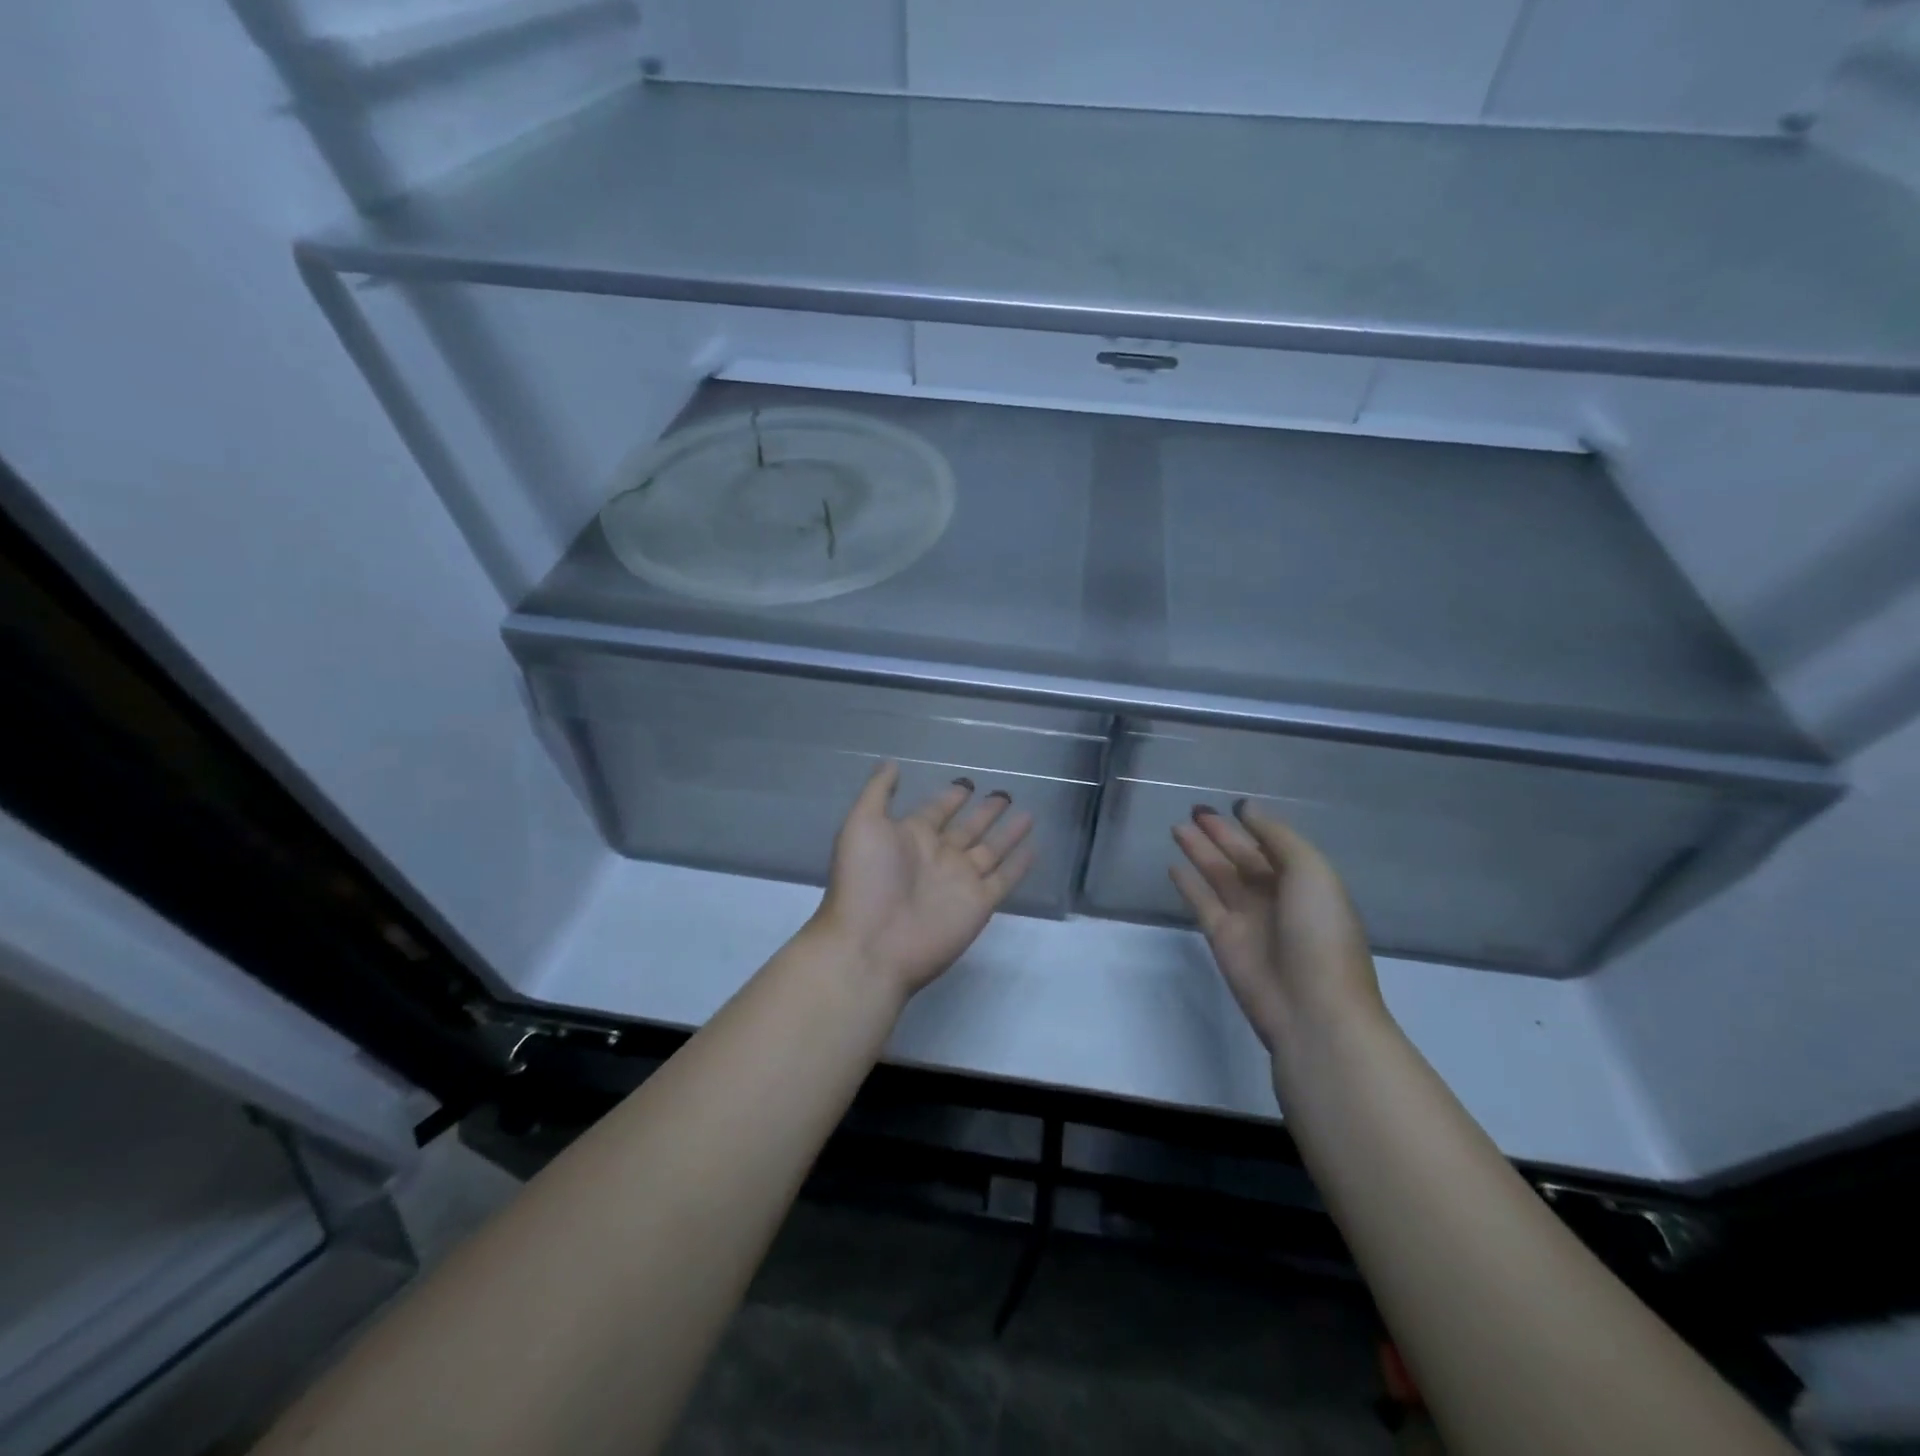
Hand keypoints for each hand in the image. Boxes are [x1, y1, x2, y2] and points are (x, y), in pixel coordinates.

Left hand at [811, 762, 1035, 996]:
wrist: (872, 944)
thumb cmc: (864, 880)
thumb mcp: (862, 824)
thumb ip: (879, 792)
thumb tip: (892, 763)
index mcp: (910, 836)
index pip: (936, 810)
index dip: (950, 797)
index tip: (967, 782)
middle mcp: (938, 856)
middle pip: (968, 828)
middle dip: (984, 812)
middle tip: (1004, 792)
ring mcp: (960, 880)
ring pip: (991, 850)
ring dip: (1008, 832)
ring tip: (1028, 812)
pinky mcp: (979, 904)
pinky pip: (1004, 879)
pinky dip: (1019, 865)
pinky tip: (1034, 848)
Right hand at [1171, 800, 1383, 1049]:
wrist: (1313, 1008)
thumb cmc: (1320, 933)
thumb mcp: (1311, 872)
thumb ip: (1276, 836)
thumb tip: (1245, 808)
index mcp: (1306, 882)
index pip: (1274, 845)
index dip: (1253, 824)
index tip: (1231, 803)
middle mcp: (1276, 897)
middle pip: (1242, 857)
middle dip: (1220, 834)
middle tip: (1194, 809)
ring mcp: (1247, 918)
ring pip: (1218, 875)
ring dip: (1199, 851)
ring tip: (1177, 827)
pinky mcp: (1222, 937)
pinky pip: (1201, 902)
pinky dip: (1187, 884)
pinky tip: (1172, 865)